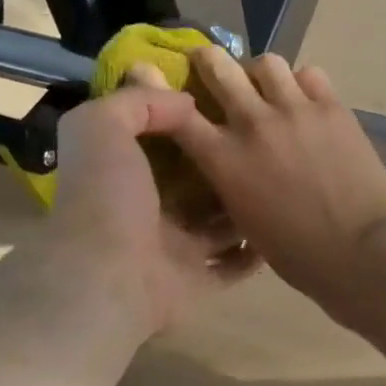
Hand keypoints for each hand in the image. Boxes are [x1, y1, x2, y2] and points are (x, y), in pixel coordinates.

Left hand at [0, 76, 255, 337]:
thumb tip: (186, 103)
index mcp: (124, 175)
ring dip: (244, 207)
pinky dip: (253, 251)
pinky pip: (232, 266)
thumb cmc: (107, 198)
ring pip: (218, 225)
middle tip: (266, 143)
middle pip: (195, 184)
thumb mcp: (103, 126)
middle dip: (226, 166)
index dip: (187, 124)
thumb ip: (138, 102)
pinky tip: (279, 226)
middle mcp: (148, 212)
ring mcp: (174, 251)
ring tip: (281, 181)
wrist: (111, 278)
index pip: (160, 142)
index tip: (226, 105)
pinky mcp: (197, 282)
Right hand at [166, 47, 385, 318]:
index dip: (159, 89)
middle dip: (209, 61)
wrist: (354, 248)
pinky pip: (310, 74)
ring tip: (268, 86)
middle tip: (212, 66)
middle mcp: (253, 124)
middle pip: (218, 67)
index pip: (178, 112)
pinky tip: (306, 100)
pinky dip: (303, 83)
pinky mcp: (333, 108)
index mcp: (224, 158)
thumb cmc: (293, 250)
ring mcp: (295, 111)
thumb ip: (227, 175)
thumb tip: (224, 154)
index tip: (156, 79)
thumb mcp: (241, 215)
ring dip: (260, 72)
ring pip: (267, 63)